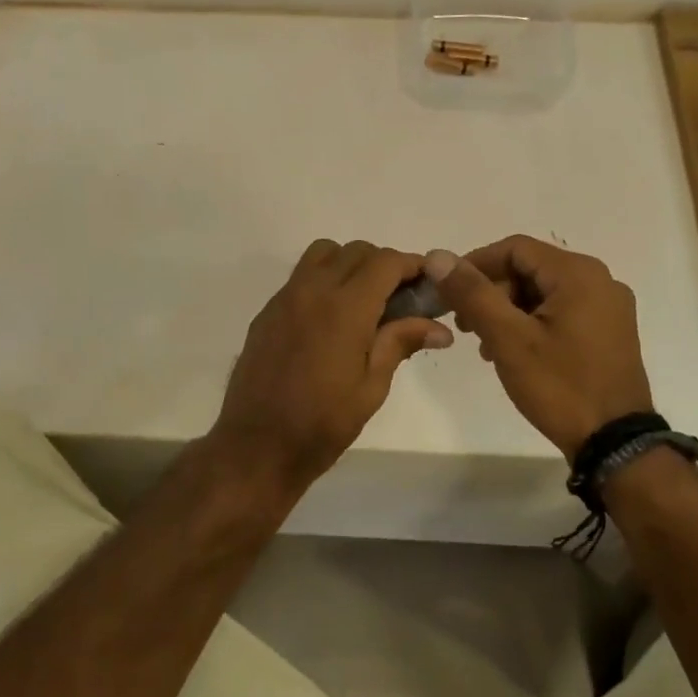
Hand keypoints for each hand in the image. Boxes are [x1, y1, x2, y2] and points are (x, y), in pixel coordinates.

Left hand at [211, 241, 452, 490]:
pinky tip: (330, 319)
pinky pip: (300, 277)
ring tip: (363, 302)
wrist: (257, 445)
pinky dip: (323, 281)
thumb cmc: (322, 423)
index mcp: (345, 308)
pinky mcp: (267, 312)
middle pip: (356, 251)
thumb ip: (400, 343)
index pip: (385, 262)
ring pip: (323, 254)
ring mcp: (285, 298)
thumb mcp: (371, 387)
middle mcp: (312, 290)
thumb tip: (440, 328)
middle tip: (400, 299)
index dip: (412, 266)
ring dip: (350, 264)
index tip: (428, 284)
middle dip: (384, 265)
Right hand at [425, 236, 652, 458]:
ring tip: (483, 343)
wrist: (614, 443)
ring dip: (507, 309)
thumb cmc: (559, 386)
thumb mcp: (508, 338)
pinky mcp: (609, 332)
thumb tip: (438, 256)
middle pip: (530, 268)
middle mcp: (600, 280)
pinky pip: (561, 311)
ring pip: (543, 292)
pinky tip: (512, 351)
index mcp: (578, 274)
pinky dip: (531, 322)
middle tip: (463, 324)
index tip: (448, 293)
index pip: (515, 248)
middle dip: (491, 291)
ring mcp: (608, 308)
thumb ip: (473, 293)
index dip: (475, 264)